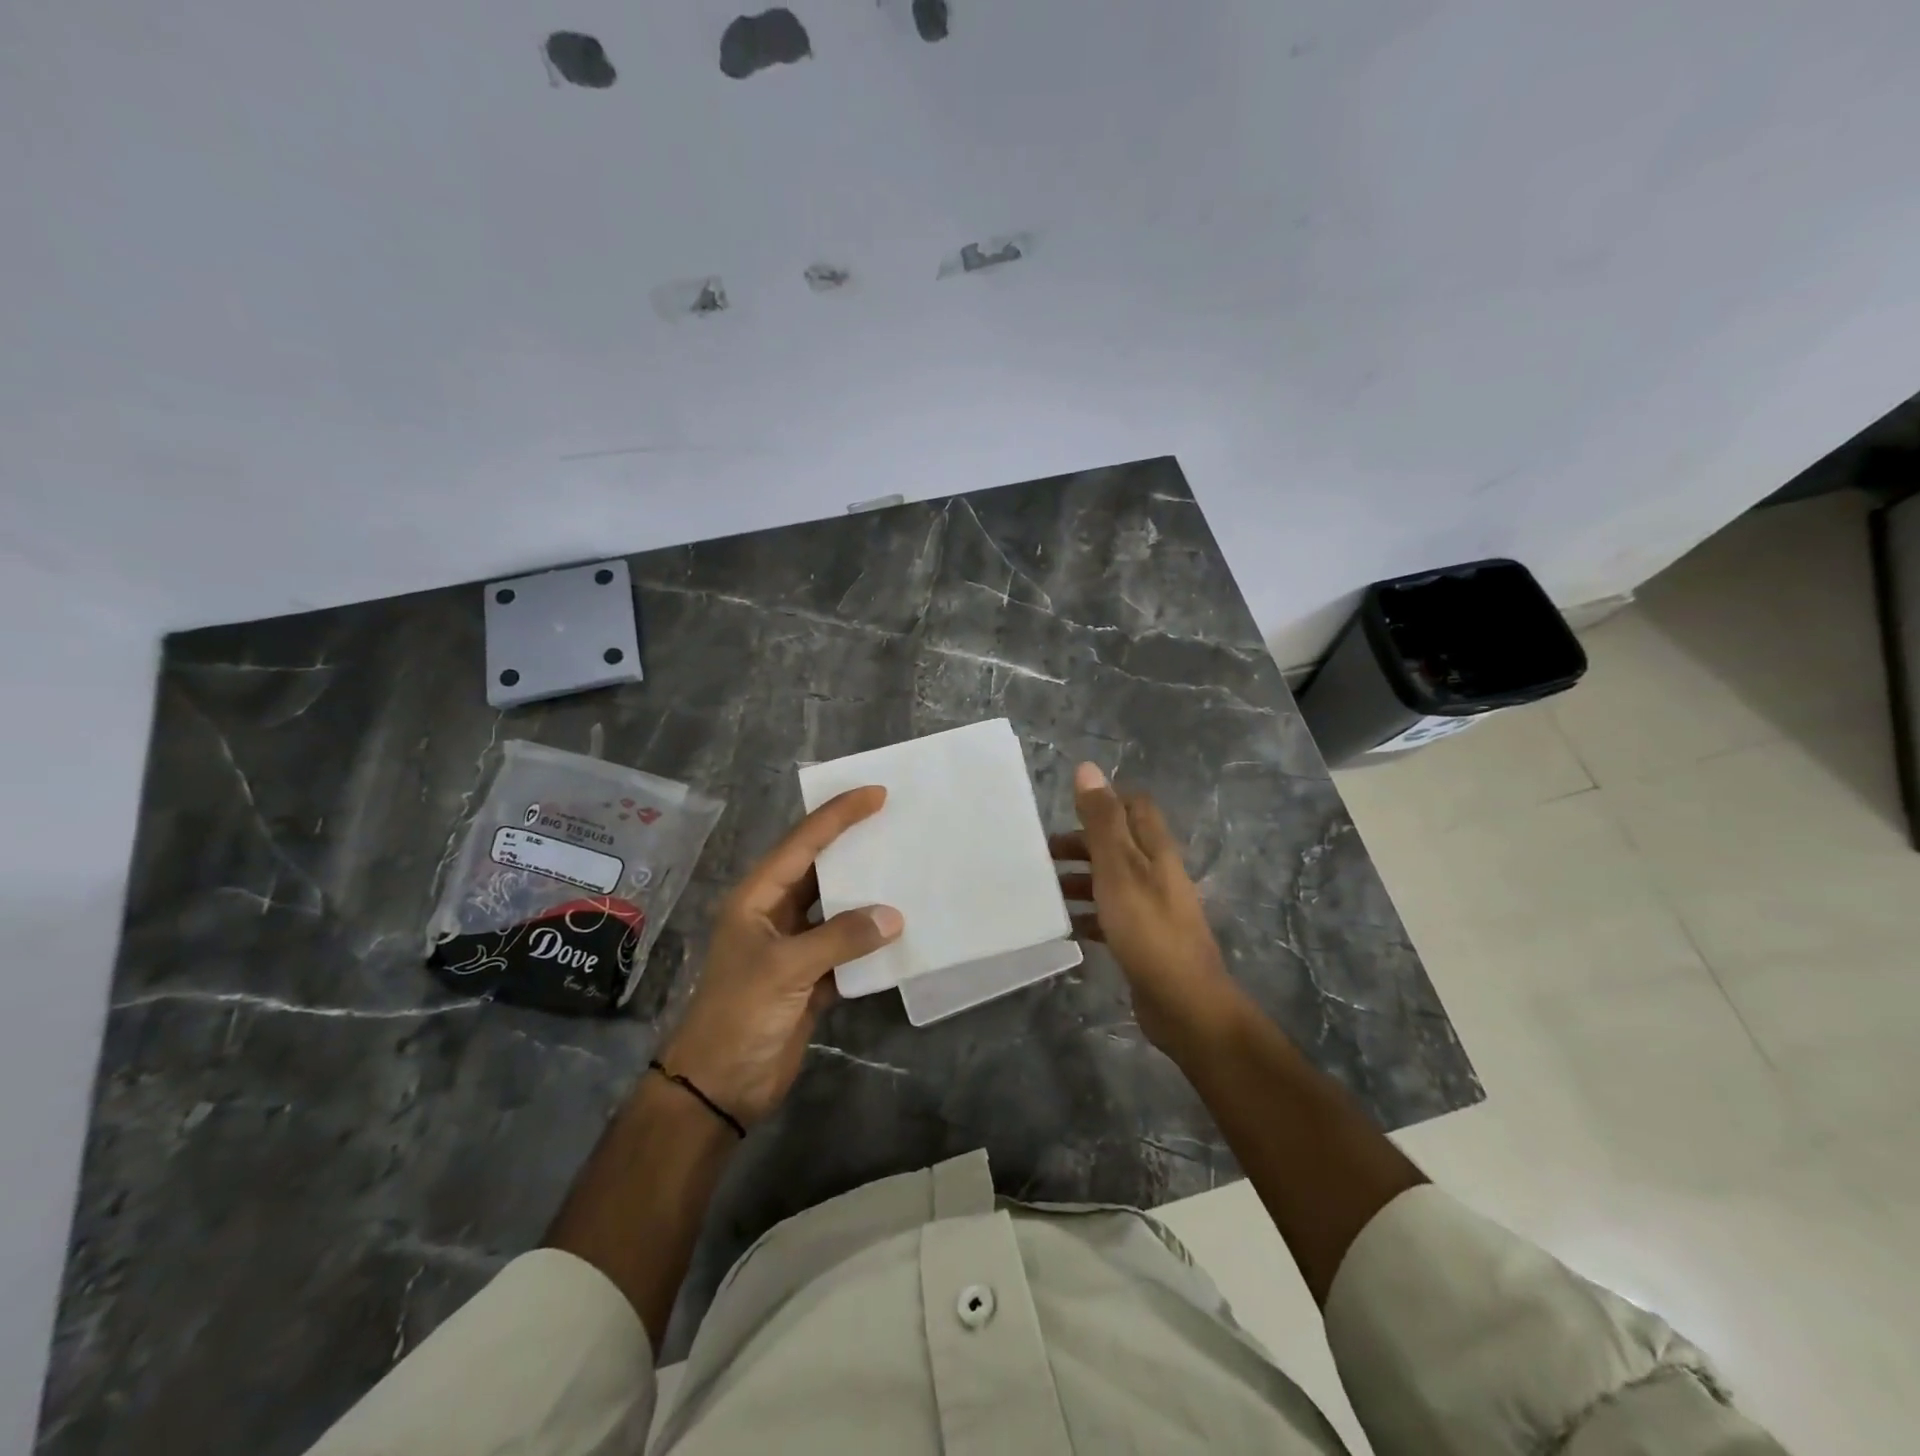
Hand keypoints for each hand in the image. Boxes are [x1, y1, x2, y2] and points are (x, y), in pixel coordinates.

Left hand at [661, 787, 902, 1127]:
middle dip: (855, 846)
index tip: (877, 793)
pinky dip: (870, 941)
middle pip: (820, 869)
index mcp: (757, 898)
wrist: (719, 1088)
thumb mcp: (786, 969)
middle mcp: (775, 914)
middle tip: (896, 822)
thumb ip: (840, 937)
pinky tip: (900, 931)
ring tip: (906, 869)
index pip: (803, 844)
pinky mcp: (810, 978)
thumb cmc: (739, 1015)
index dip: (838, 815)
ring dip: (866, 894)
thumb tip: (894, 915)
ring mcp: (794, 947)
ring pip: (836, 908)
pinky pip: (847, 947)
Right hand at [1053, 763, 1244, 1054]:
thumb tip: (1087, 768)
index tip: (1066, 809)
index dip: (1104, 801)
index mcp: (1154, 849)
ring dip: (1079, 879)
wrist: (1183, 1003)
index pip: (1134, 806)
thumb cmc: (1147, 928)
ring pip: (1110, 881)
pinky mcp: (1142, 939)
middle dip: (1081, 843)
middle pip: (1118, 844)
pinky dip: (1087, 915)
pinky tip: (1064, 926)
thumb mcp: (1118, 868)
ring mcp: (1151, 908)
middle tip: (1042, 853)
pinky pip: (1109, 916)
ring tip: (1044, 890)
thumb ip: (1101, 821)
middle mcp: (1156, 872)